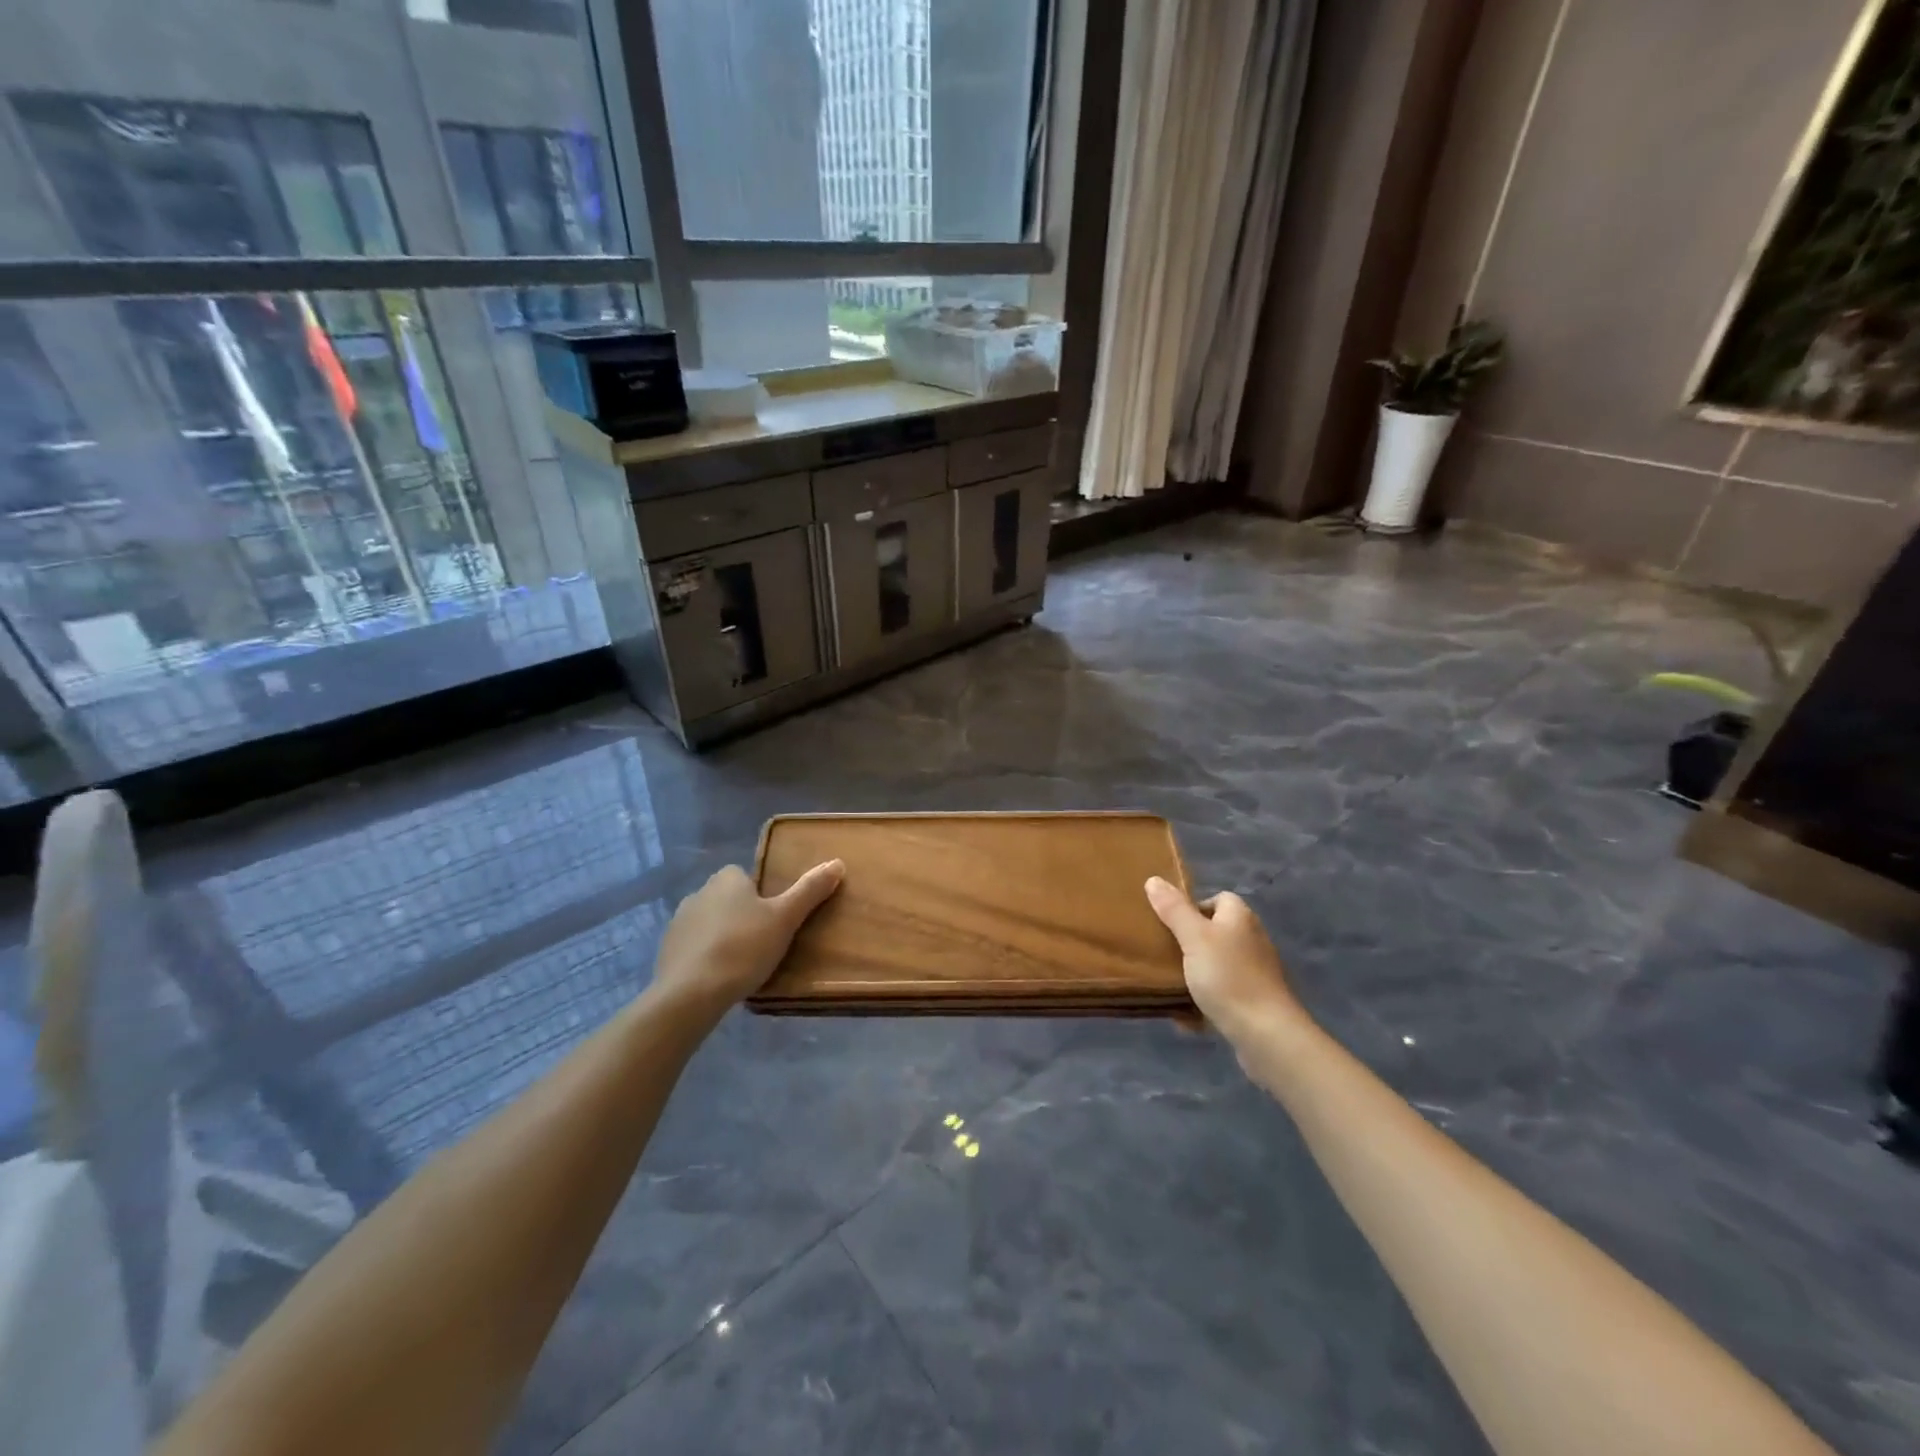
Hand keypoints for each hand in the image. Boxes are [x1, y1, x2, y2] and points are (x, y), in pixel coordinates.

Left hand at [653, 860, 844, 1015]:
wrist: (690, 993)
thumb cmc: (743, 948)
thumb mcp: (785, 918)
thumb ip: (810, 890)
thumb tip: (837, 862)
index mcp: (727, 879)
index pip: (747, 877)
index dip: (762, 896)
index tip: (774, 920)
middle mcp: (699, 892)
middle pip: (728, 899)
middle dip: (742, 916)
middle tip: (763, 943)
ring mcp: (679, 922)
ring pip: (710, 923)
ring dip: (723, 936)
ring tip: (742, 964)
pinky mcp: (666, 950)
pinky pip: (694, 947)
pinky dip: (705, 956)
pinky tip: (718, 977)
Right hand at [1145, 877, 1305, 1043]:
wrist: (1266, 1035)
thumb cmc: (1228, 977)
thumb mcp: (1193, 937)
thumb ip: (1173, 909)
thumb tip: (1154, 879)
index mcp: (1240, 918)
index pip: (1218, 898)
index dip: (1193, 907)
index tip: (1169, 923)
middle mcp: (1251, 940)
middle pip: (1214, 932)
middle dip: (1188, 943)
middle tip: (1163, 953)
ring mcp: (1256, 973)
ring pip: (1216, 966)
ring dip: (1194, 975)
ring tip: (1169, 984)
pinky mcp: (1254, 1003)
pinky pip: (1222, 995)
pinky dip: (1204, 1003)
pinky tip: (1186, 1016)